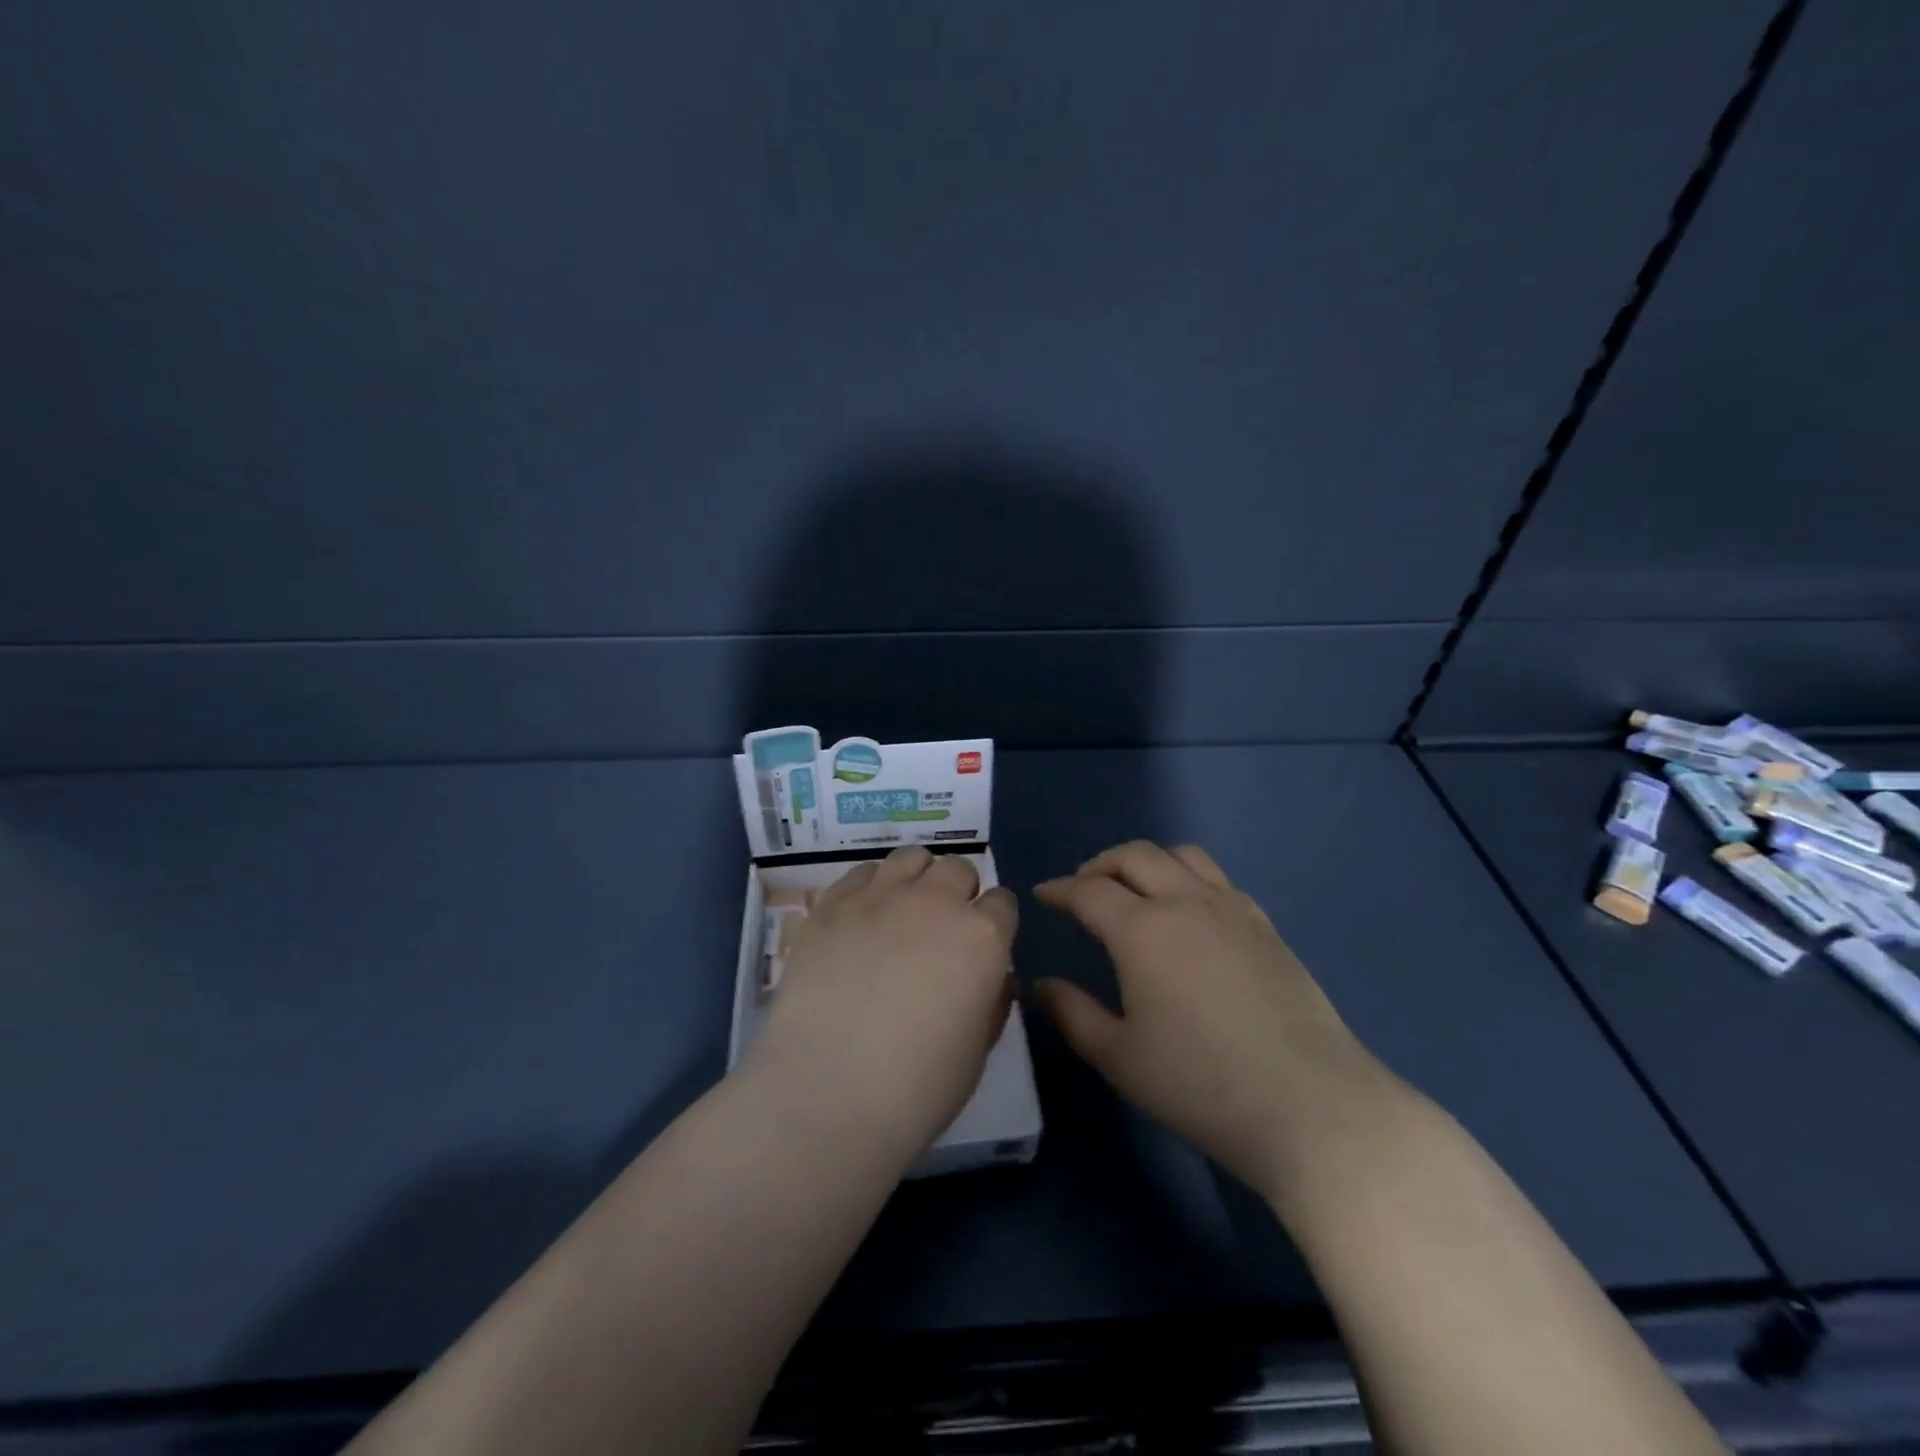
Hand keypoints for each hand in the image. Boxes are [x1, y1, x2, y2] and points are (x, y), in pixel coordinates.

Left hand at [750, 846, 1017, 1160]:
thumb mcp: (977, 1052)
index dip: (995, 922)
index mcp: (983, 937)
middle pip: (958, 869)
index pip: (1003, 903)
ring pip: (911, 858)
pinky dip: (871, 887)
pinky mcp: (833, 903)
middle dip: (958, 893)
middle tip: (941, 930)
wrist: (828, 1092)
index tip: (983, 944)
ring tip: (903, 911)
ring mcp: (880, 896)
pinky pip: (862, 872)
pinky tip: (862, 918)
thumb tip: (992, 978)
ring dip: (917, 879)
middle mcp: (936, 902)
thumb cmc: (917, 1087)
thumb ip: (991, 1001)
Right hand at [1034, 841, 1388, 1194]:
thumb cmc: (1200, 1085)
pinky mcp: (1265, 925)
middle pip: (1134, 856)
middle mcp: (1185, 902)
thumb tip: (1039, 985)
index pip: (1088, 890)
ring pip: (1181, 855)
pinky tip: (1188, 913)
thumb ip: (1072, 1014)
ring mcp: (1232, 909)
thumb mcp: (1119, 1057)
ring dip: (1147, 861)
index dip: (1060, 889)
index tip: (1044, 894)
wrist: (1309, 1106)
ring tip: (1134, 889)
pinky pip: (1217, 878)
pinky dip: (1188, 878)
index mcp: (1141, 930)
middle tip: (1082, 888)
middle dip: (1099, 864)